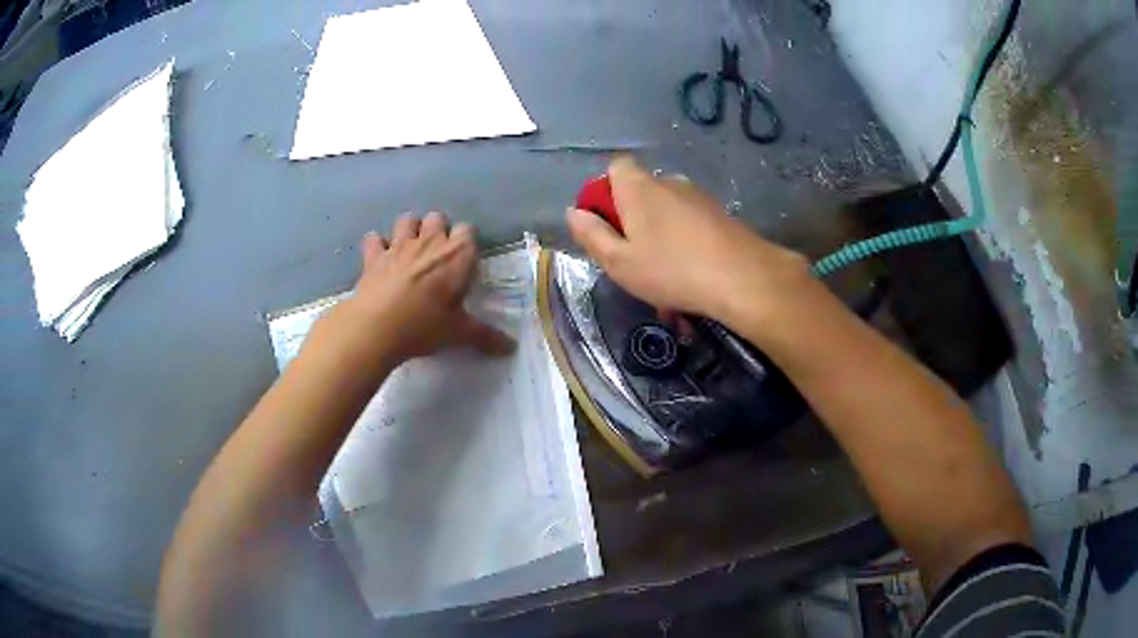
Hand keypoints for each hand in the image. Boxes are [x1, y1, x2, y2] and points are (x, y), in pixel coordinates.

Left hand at [330, 212, 513, 365]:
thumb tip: (511, 348)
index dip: (466, 243)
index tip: (464, 262)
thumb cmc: (424, 327)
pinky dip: (377, 245)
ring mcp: (398, 246)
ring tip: (410, 250)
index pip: (468, 231)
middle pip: (437, 218)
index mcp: (457, 256)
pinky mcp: (373, 256)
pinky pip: (374, 238)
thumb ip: (485, 336)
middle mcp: (429, 242)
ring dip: (410, 230)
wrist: (377, 328)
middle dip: (438, 230)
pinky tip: (380, 258)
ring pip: (407, 220)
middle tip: (437, 256)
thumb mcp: (458, 333)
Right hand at [566, 156, 817, 335]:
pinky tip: (690, 276)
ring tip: (664, 277)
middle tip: (633, 257)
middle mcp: (669, 182)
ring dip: (660, 236)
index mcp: (639, 188)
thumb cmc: (671, 270)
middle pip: (641, 191)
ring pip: (667, 211)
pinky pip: (691, 223)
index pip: (616, 167)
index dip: (605, 191)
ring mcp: (698, 197)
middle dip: (632, 219)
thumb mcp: (619, 262)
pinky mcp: (720, 214)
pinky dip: (684, 243)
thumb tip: (574, 212)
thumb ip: (592, 235)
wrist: (743, 278)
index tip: (605, 224)